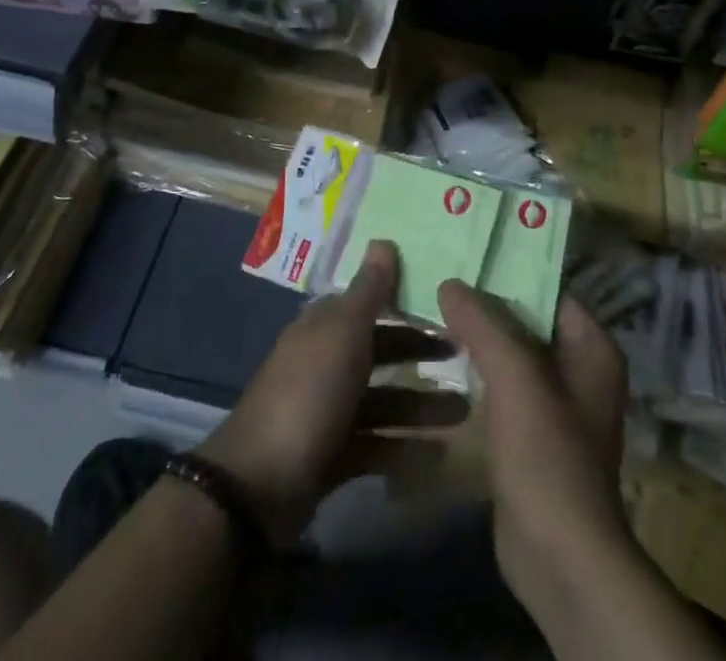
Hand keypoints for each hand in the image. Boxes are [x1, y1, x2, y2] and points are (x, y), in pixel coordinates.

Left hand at [198, 242, 464, 544]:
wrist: (260, 485)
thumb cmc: (308, 393)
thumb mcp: (343, 334)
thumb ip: (369, 291)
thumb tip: (383, 240)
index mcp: (324, 328)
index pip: (368, 304)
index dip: (404, 302)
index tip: (446, 306)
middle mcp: (326, 362)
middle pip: (380, 351)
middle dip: (421, 354)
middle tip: (465, 358)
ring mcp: (328, 411)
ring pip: (384, 401)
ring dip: (422, 406)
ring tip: (465, 414)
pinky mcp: (333, 456)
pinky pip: (378, 445)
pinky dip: (406, 449)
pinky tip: (440, 455)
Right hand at [436, 281, 630, 620]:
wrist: (559, 556)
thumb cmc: (547, 454)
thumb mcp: (516, 375)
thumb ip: (483, 322)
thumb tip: (450, 282)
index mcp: (592, 347)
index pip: (549, 288)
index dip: (510, 268)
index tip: (466, 253)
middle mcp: (580, 369)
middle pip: (528, 318)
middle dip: (487, 302)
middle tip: (441, 275)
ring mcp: (556, 404)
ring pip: (512, 352)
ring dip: (479, 336)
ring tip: (434, 307)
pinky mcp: (532, 434)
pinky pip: (503, 385)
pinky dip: (478, 370)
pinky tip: (443, 357)